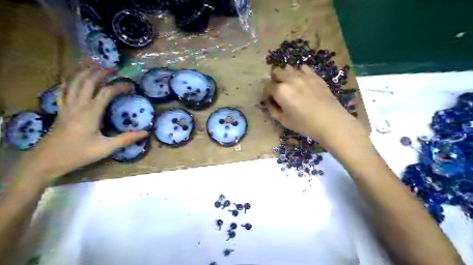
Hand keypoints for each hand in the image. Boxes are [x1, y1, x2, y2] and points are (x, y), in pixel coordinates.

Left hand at [22, 69, 146, 179]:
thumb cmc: (79, 154)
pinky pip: (63, 90)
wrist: (47, 161)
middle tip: (114, 69)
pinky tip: (71, 78)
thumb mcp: (106, 148)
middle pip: (88, 81)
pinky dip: (68, 81)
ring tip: (94, 65)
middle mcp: (78, 105)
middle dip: (101, 72)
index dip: (119, 86)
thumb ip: (126, 139)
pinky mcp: (60, 110)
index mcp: (91, 113)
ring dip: (84, 72)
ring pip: (74, 82)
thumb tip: (145, 133)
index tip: (131, 86)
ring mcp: (67, 106)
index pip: (106, 92)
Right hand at [262, 64, 365, 146]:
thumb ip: (272, 110)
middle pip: (276, 72)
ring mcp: (303, 75)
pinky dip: (299, 73)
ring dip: (286, 75)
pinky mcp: (315, 76)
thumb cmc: (304, 124)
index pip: (267, 86)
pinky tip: (302, 81)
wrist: (330, 121)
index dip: (266, 93)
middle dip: (274, 80)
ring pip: (289, 68)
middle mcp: (290, 79)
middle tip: (278, 90)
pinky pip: (303, 68)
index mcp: (280, 91)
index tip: (268, 99)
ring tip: (289, 85)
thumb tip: (268, 102)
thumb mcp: (284, 120)